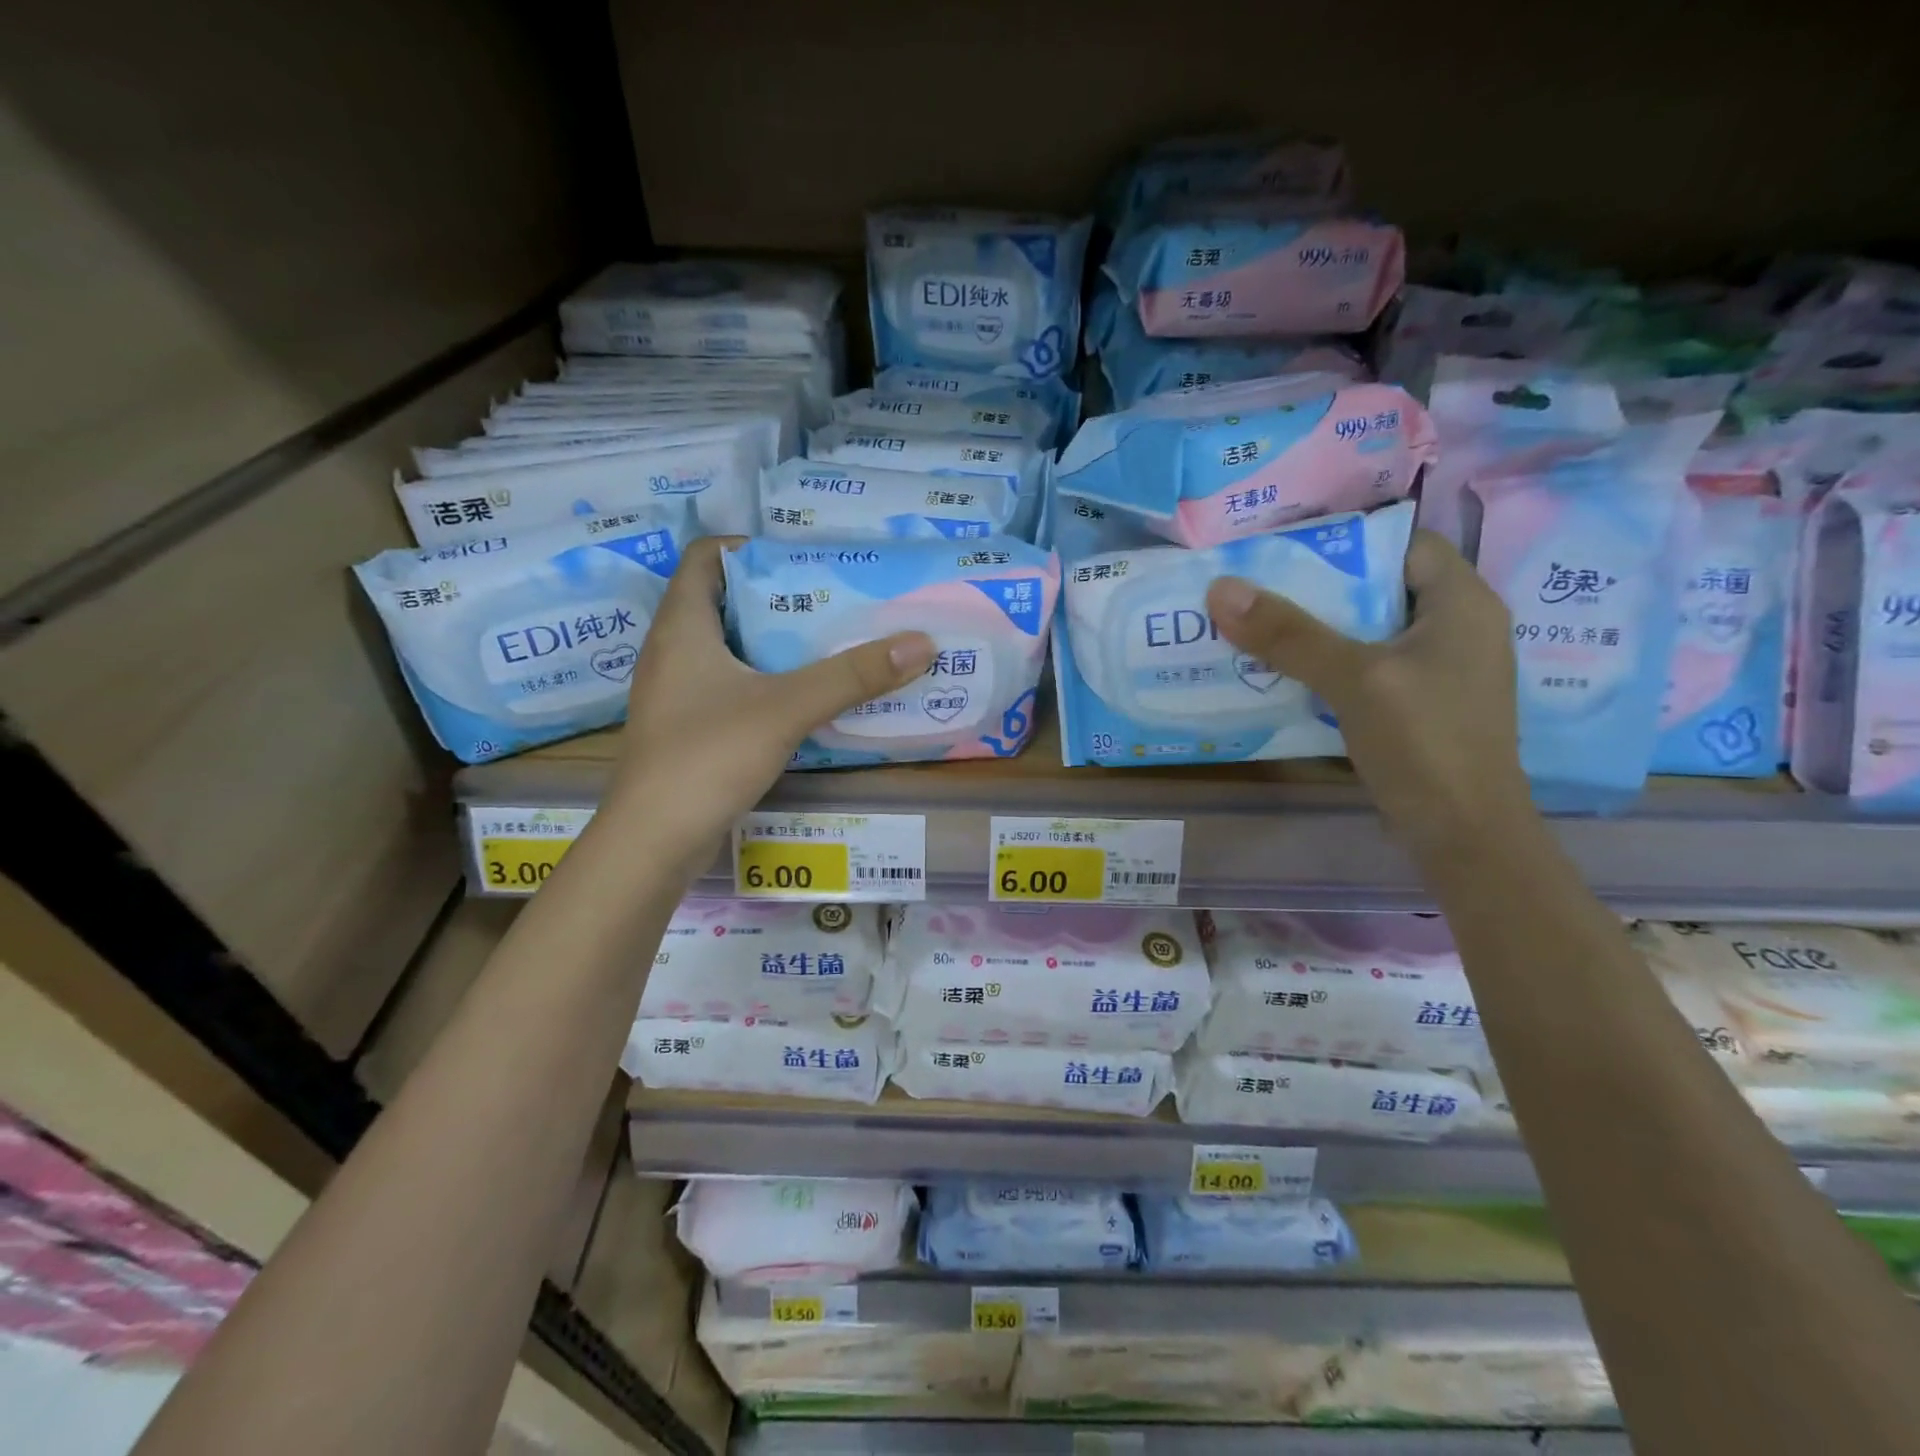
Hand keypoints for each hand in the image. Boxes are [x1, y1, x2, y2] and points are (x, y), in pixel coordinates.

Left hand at [604, 538, 934, 853]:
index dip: (751, 548)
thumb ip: (852, 675)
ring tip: (828, 644)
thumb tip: (920, 643)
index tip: (804, 562)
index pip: (706, 556)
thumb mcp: (787, 707)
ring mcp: (675, 692)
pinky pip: (728, 686)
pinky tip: (802, 698)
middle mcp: (672, 650)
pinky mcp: (686, 728)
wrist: (653, 841)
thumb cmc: (708, 756)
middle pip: (723, 600)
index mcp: (682, 626)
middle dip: (778, 596)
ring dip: (774, 642)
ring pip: (727, 648)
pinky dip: (764, 681)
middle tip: (833, 601)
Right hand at [1205, 530, 1535, 856]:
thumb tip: (1221, 588)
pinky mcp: (1419, 706)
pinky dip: (1327, 665)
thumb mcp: (1355, 679)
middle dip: (1317, 588)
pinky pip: (1365, 668)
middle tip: (1256, 589)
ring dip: (1316, 630)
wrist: (1463, 836)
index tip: (1285, 550)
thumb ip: (1290, 634)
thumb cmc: (1425, 743)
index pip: (1403, 543)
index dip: (1347, 540)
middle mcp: (1456, 628)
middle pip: (1379, 587)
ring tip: (1257, 627)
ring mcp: (1438, 671)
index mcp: (1462, 602)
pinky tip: (1284, 675)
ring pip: (1367, 631)